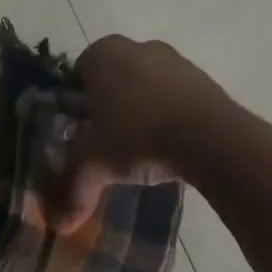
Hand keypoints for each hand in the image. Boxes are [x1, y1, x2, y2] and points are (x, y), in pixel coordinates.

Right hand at [51, 34, 232, 230]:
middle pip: (113, 78)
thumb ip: (73, 189)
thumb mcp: (95, 165)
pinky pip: (175, 97)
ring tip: (139, 148)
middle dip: (109, 106)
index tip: (79, 132)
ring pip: (146, 86)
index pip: (77, 73)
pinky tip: (169, 145)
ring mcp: (175, 60)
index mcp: (103, 54)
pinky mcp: (204, 79)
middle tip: (106, 141)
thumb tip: (59, 225)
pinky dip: (169, 116)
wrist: (212, 138)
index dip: (76, 103)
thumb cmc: (139, 136)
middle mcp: (138, 46)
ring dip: (141, 110)